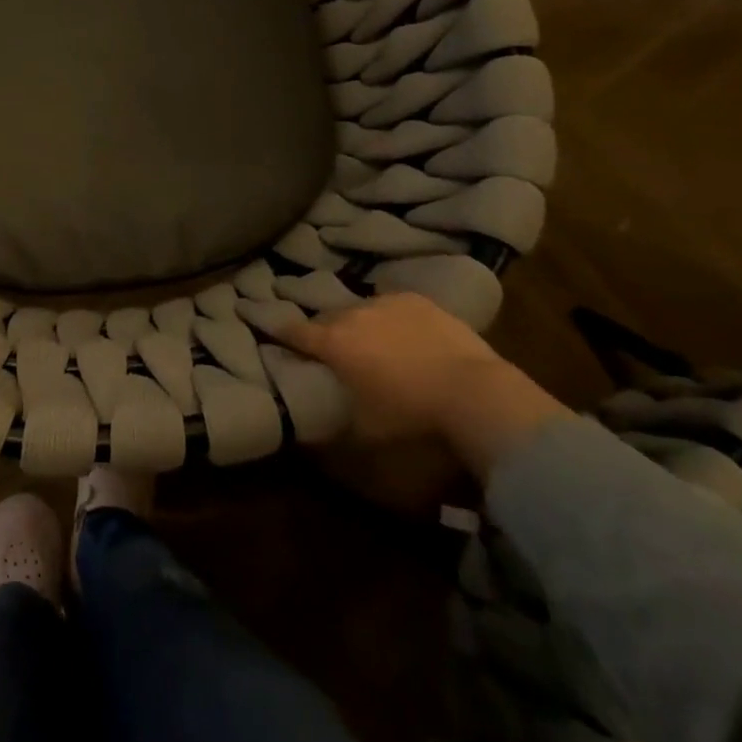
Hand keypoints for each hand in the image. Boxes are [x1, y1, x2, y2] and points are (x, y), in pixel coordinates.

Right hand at [280, 293, 570, 482]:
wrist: (478, 398)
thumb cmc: (412, 422)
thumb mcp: (363, 439)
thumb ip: (327, 435)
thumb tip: (303, 436)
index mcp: (332, 343)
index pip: (292, 331)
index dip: (276, 331)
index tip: (263, 325)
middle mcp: (353, 314)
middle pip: (326, 318)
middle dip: (322, 331)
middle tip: (327, 349)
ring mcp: (388, 303)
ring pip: (360, 309)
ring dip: (358, 324)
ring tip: (368, 342)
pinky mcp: (421, 302)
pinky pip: (393, 306)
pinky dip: (391, 319)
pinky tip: (402, 333)